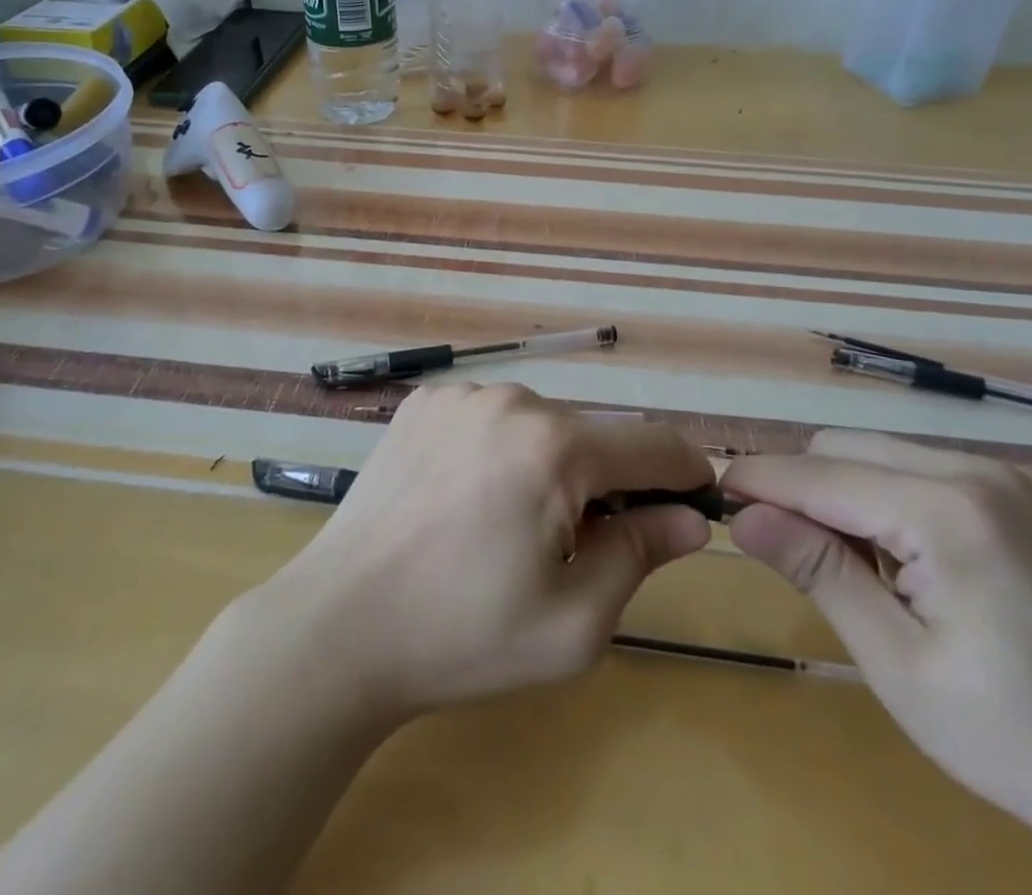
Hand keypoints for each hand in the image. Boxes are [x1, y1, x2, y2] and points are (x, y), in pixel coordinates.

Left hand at [255, 382, 713, 721]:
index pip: (653, 444)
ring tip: (508, 528)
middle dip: (605, 483)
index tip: (693, 503)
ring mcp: (461, 394)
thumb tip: (688, 518)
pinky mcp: (423, 402)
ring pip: (538, 425)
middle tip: (577, 547)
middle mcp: (512, 399)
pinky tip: (464, 499)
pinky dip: (498, 451)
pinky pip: (488, 419)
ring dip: (548, 465)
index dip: (685, 473)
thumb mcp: (573, 622)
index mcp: (556, 447)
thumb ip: (640, 555)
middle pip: (591, 436)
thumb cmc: (463, 636)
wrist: (338, 625)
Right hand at [722, 430, 1031, 894]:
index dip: (758, 480)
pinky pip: (926, 469)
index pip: (819, 473)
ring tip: (857, 570)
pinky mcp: (1029, 493)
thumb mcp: (900, 666)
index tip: (713, 495)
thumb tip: (744, 516)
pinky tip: (911, 562)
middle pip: (846, 448)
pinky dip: (892, 498)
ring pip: (883, 452)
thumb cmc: (1025, 744)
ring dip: (846, 494)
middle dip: (802, 488)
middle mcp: (979, 470)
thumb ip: (818, 573)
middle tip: (789, 554)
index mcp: (947, 510)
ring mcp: (1012, 476)